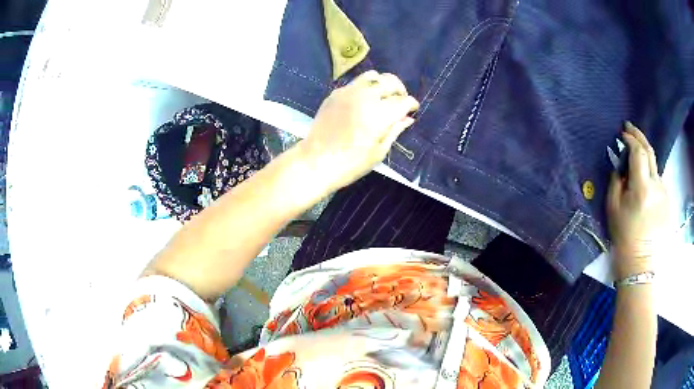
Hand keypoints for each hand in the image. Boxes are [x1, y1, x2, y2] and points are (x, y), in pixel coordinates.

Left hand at [298, 70, 418, 191]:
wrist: (315, 161)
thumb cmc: (351, 163)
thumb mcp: (379, 151)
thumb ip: (395, 130)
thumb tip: (408, 118)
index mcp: (379, 113)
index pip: (403, 100)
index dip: (411, 104)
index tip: (413, 110)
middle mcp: (365, 96)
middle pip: (389, 81)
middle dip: (400, 90)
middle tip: (400, 101)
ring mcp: (347, 92)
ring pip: (372, 76)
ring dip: (382, 84)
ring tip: (383, 97)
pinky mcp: (335, 94)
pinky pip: (355, 83)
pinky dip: (365, 88)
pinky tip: (364, 101)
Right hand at [607, 122, 672, 278]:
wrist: (641, 259)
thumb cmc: (624, 234)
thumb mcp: (613, 207)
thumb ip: (617, 180)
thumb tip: (621, 163)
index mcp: (642, 188)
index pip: (638, 152)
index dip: (630, 139)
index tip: (622, 133)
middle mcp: (656, 186)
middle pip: (649, 151)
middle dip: (639, 136)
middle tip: (629, 127)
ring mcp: (664, 191)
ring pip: (654, 164)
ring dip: (645, 154)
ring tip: (636, 152)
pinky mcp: (667, 198)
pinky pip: (658, 177)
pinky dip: (650, 171)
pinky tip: (645, 177)